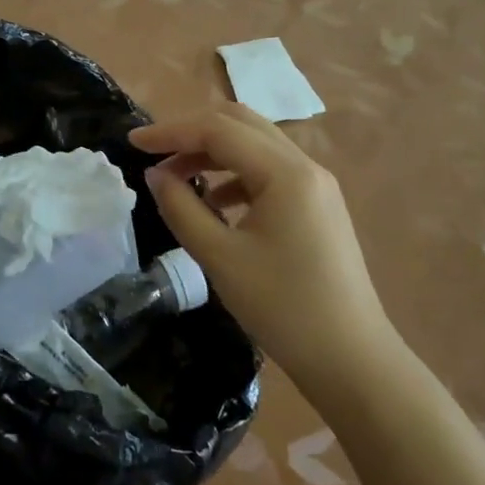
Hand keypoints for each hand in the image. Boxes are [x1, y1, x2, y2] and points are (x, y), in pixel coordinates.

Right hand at [130, 104, 394, 388]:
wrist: (352, 360)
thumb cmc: (283, 308)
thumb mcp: (220, 257)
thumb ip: (182, 208)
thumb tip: (155, 175)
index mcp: (285, 172)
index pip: (218, 129)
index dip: (171, 131)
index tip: (132, 143)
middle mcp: (305, 166)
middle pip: (240, 124)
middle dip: (192, 132)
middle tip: (155, 153)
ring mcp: (316, 185)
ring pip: (255, 145)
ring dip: (213, 151)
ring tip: (177, 179)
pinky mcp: (318, 205)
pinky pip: (269, 171)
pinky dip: (235, 174)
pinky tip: (215, 203)